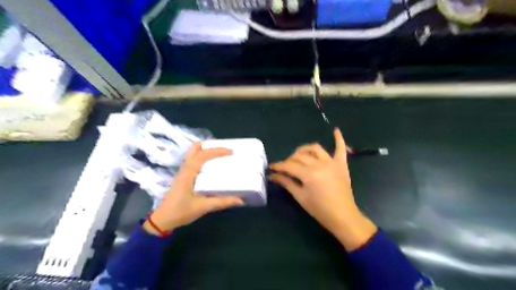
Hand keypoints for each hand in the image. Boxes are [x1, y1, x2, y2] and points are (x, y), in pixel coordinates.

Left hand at [142, 142, 244, 235]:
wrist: (162, 219)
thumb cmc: (181, 212)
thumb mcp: (203, 207)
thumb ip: (222, 202)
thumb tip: (240, 200)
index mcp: (189, 173)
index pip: (203, 155)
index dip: (217, 150)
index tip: (231, 151)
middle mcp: (185, 168)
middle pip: (195, 148)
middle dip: (209, 144)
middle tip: (223, 148)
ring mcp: (183, 171)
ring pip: (193, 153)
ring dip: (205, 149)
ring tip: (219, 153)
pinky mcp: (183, 176)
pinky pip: (193, 160)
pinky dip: (202, 156)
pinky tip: (210, 165)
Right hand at [272, 129, 377, 251]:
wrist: (343, 216)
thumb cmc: (319, 209)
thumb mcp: (300, 197)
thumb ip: (287, 183)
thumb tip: (273, 176)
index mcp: (309, 174)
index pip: (289, 166)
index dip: (278, 166)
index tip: (271, 167)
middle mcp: (320, 164)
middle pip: (300, 156)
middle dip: (289, 160)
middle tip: (284, 167)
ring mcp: (332, 162)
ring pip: (315, 148)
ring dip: (304, 149)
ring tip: (299, 155)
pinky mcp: (341, 164)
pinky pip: (341, 148)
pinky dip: (339, 139)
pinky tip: (335, 130)